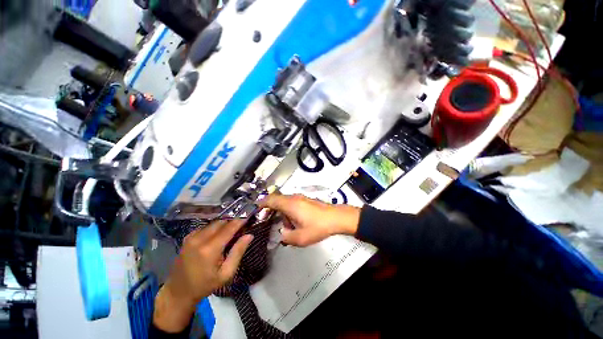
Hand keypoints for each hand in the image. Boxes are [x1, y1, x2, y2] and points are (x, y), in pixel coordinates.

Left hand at [153, 219, 252, 332]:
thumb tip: (249, 235)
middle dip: (232, 222)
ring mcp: (191, 237)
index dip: (240, 221)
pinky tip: (217, 236)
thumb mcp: (226, 273)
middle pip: (221, 222)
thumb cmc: (205, 285)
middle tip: (241, 227)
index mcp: (210, 249)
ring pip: (213, 223)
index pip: (229, 228)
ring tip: (231, 232)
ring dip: (224, 224)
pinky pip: (206, 226)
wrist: (178, 292)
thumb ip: (238, 252)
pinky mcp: (188, 238)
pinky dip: (214, 228)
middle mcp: (199, 239)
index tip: (249, 217)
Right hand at [259, 194, 360, 246]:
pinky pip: (292, 204)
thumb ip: (286, 237)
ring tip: (287, 227)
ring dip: (282, 214)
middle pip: (277, 200)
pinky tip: (296, 223)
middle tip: (269, 222)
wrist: (336, 218)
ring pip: (285, 203)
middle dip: (271, 211)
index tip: (255, 210)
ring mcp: (301, 198)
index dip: (261, 203)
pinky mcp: (306, 200)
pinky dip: (289, 212)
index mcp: (289, 204)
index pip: (271, 199)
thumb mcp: (300, 238)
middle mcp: (293, 198)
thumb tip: (282, 233)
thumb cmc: (318, 226)